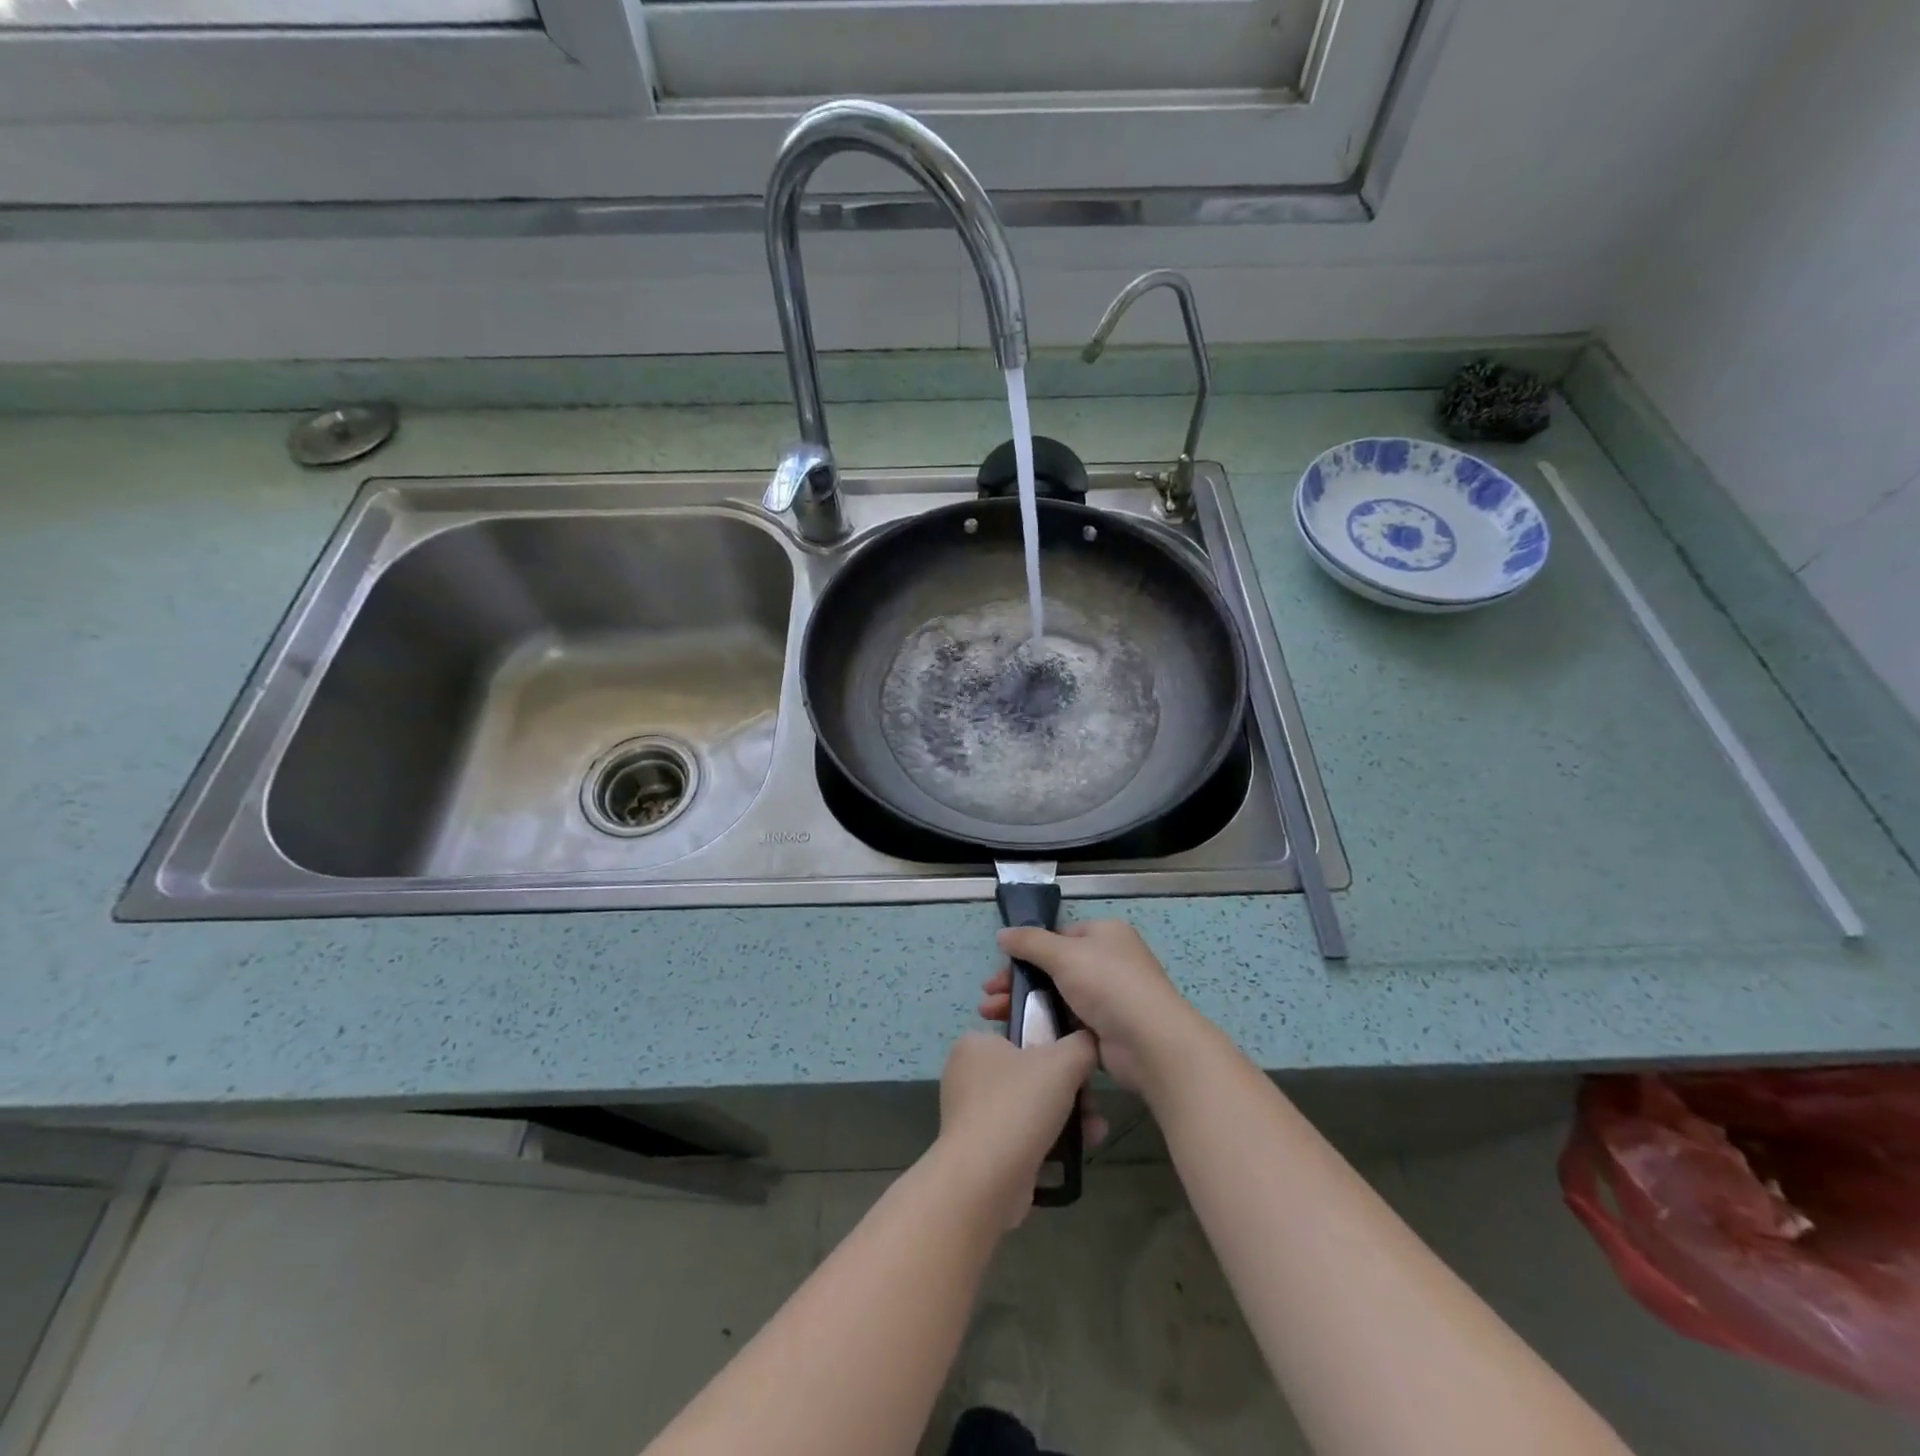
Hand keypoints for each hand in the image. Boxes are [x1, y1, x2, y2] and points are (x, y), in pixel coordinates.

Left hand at [935, 1031, 1100, 1228]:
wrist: (984, 1181)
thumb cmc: (1018, 1105)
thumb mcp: (1062, 1062)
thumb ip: (1082, 1044)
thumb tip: (1088, 1042)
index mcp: (976, 1044)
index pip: (1023, 1034)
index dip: (1057, 1048)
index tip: (1081, 1067)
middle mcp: (967, 1075)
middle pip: (1032, 1074)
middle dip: (1071, 1091)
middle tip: (1094, 1106)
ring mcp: (972, 1116)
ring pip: (1030, 1108)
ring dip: (1067, 1119)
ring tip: (1095, 1133)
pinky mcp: (980, 1152)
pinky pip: (1021, 1138)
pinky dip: (1048, 1143)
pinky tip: (1075, 1155)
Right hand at [982, 920, 1209, 1094]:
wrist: (1150, 1043)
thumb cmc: (1108, 985)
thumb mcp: (1064, 954)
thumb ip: (1030, 942)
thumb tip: (1002, 933)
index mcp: (1104, 934)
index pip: (1059, 935)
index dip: (1028, 949)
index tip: (1000, 966)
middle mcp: (1108, 962)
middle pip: (1052, 967)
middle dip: (1018, 981)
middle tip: (987, 995)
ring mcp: (1107, 998)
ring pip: (1055, 996)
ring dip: (1023, 1003)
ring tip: (989, 1015)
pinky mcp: (1103, 1030)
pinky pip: (1065, 1022)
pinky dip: (1042, 1025)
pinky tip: (1017, 1033)